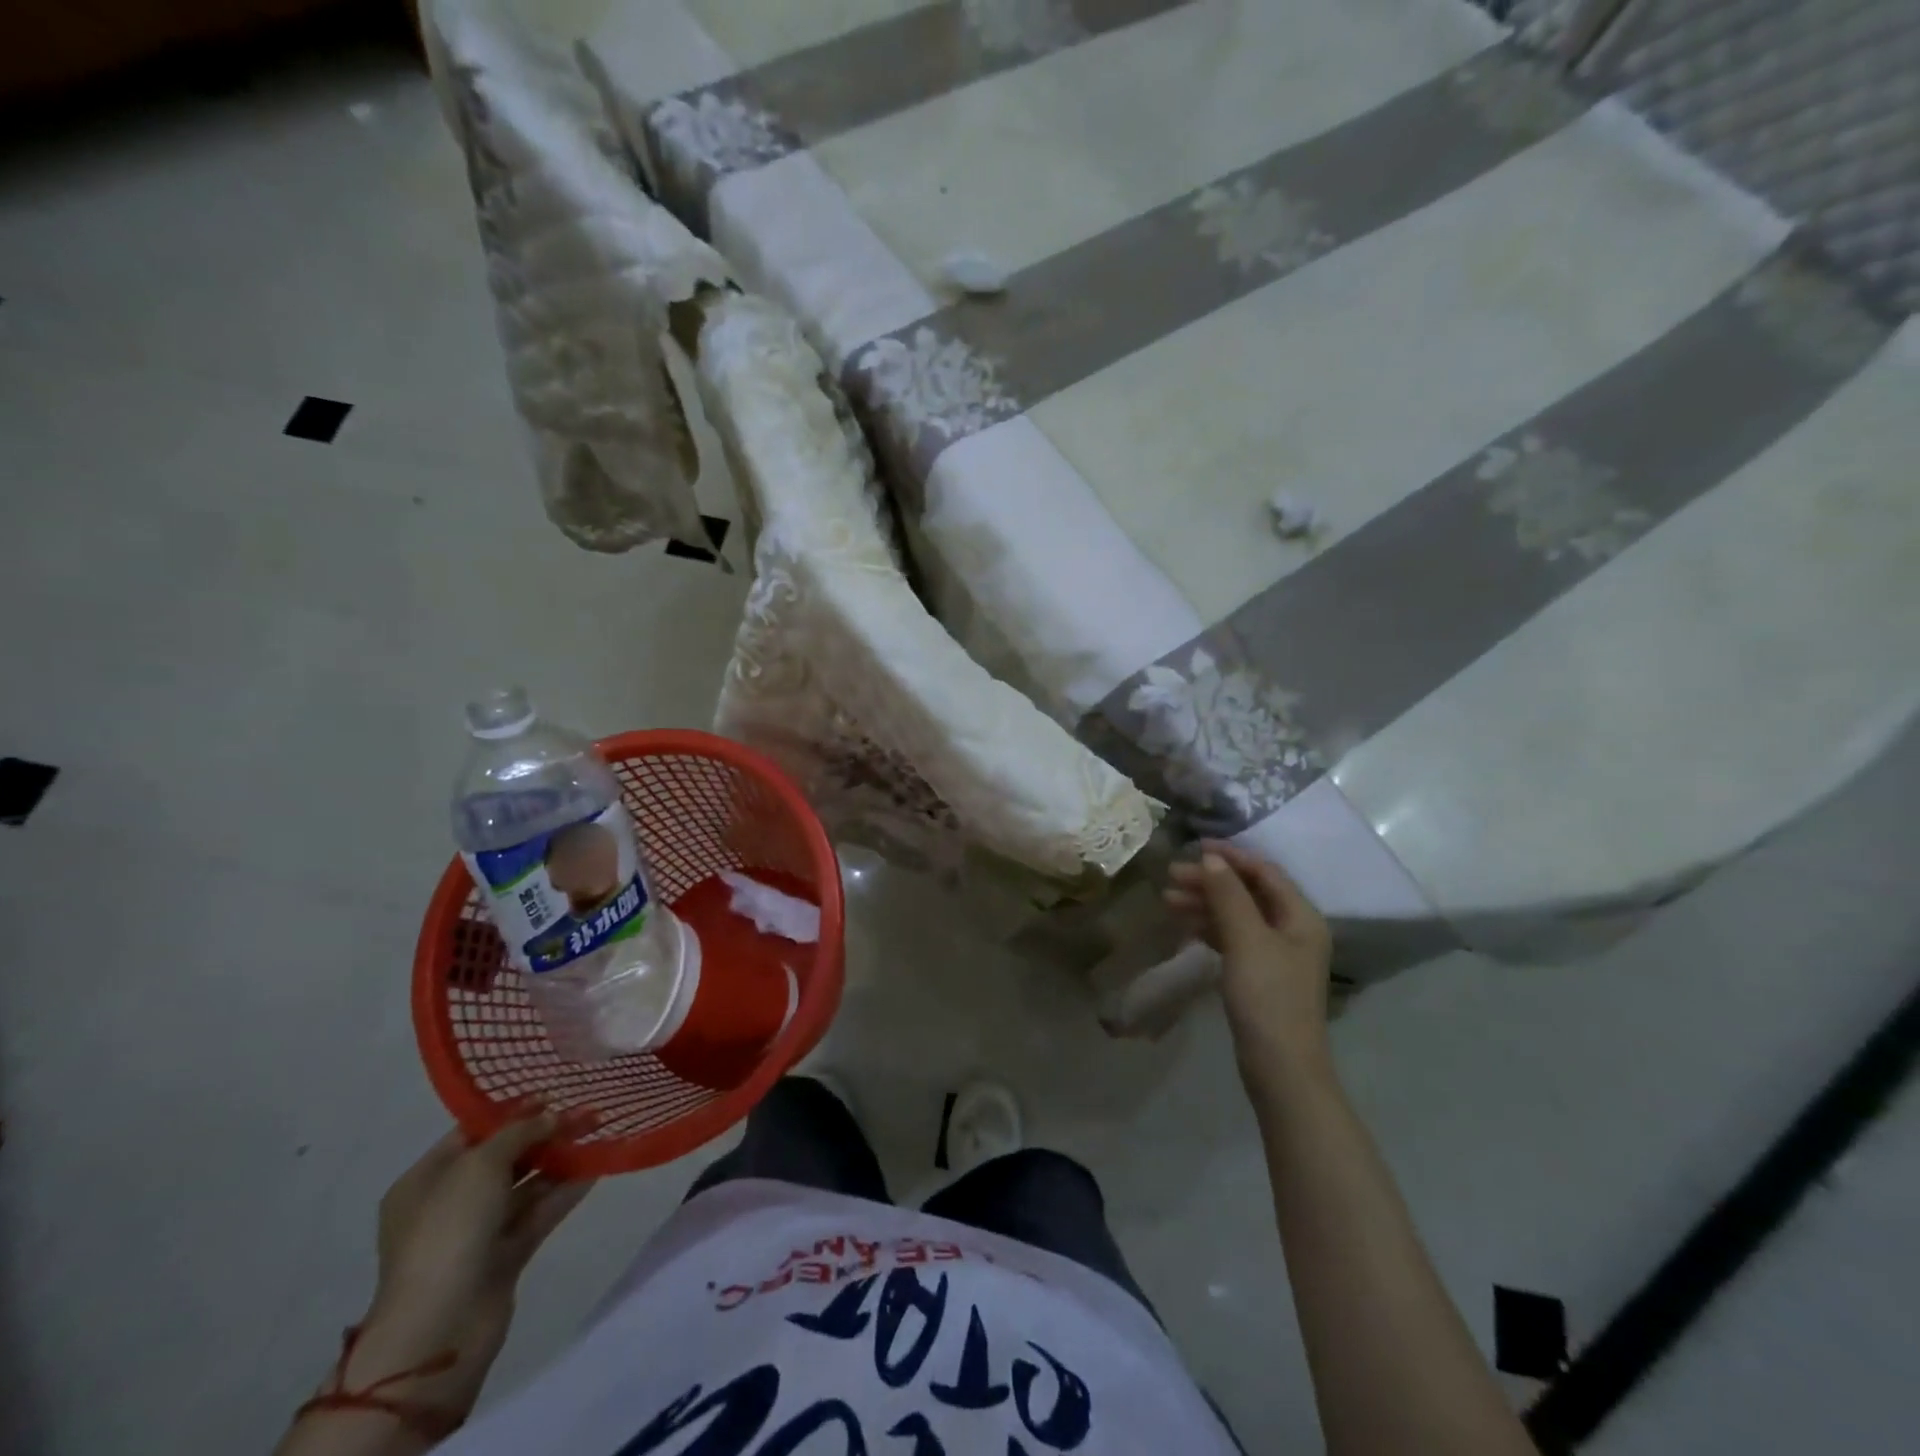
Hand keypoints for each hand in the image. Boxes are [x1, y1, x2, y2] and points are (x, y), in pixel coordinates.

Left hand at [351, 1113, 593, 1413]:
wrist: (441, 1325)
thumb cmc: (449, 1230)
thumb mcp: (481, 1164)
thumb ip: (519, 1132)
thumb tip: (550, 1115)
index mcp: (426, 1180)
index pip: (472, 1133)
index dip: (512, 1111)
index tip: (554, 1092)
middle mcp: (449, 1203)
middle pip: (504, 1157)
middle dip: (544, 1133)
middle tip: (586, 1111)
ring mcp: (477, 1232)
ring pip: (526, 1185)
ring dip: (560, 1160)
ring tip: (598, 1133)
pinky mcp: (504, 1256)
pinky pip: (539, 1213)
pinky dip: (565, 1192)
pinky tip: (596, 1168)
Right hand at [1165, 843, 1334, 1092]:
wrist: (1280, 1067)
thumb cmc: (1268, 997)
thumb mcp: (1246, 940)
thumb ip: (1228, 895)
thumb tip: (1210, 858)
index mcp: (1300, 917)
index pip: (1264, 872)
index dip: (1230, 856)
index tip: (1194, 847)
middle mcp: (1292, 930)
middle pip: (1248, 892)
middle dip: (1210, 881)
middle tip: (1171, 876)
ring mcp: (1276, 954)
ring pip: (1236, 915)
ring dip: (1205, 904)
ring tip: (1167, 900)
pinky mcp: (1259, 975)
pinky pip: (1232, 938)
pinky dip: (1209, 928)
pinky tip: (1184, 927)